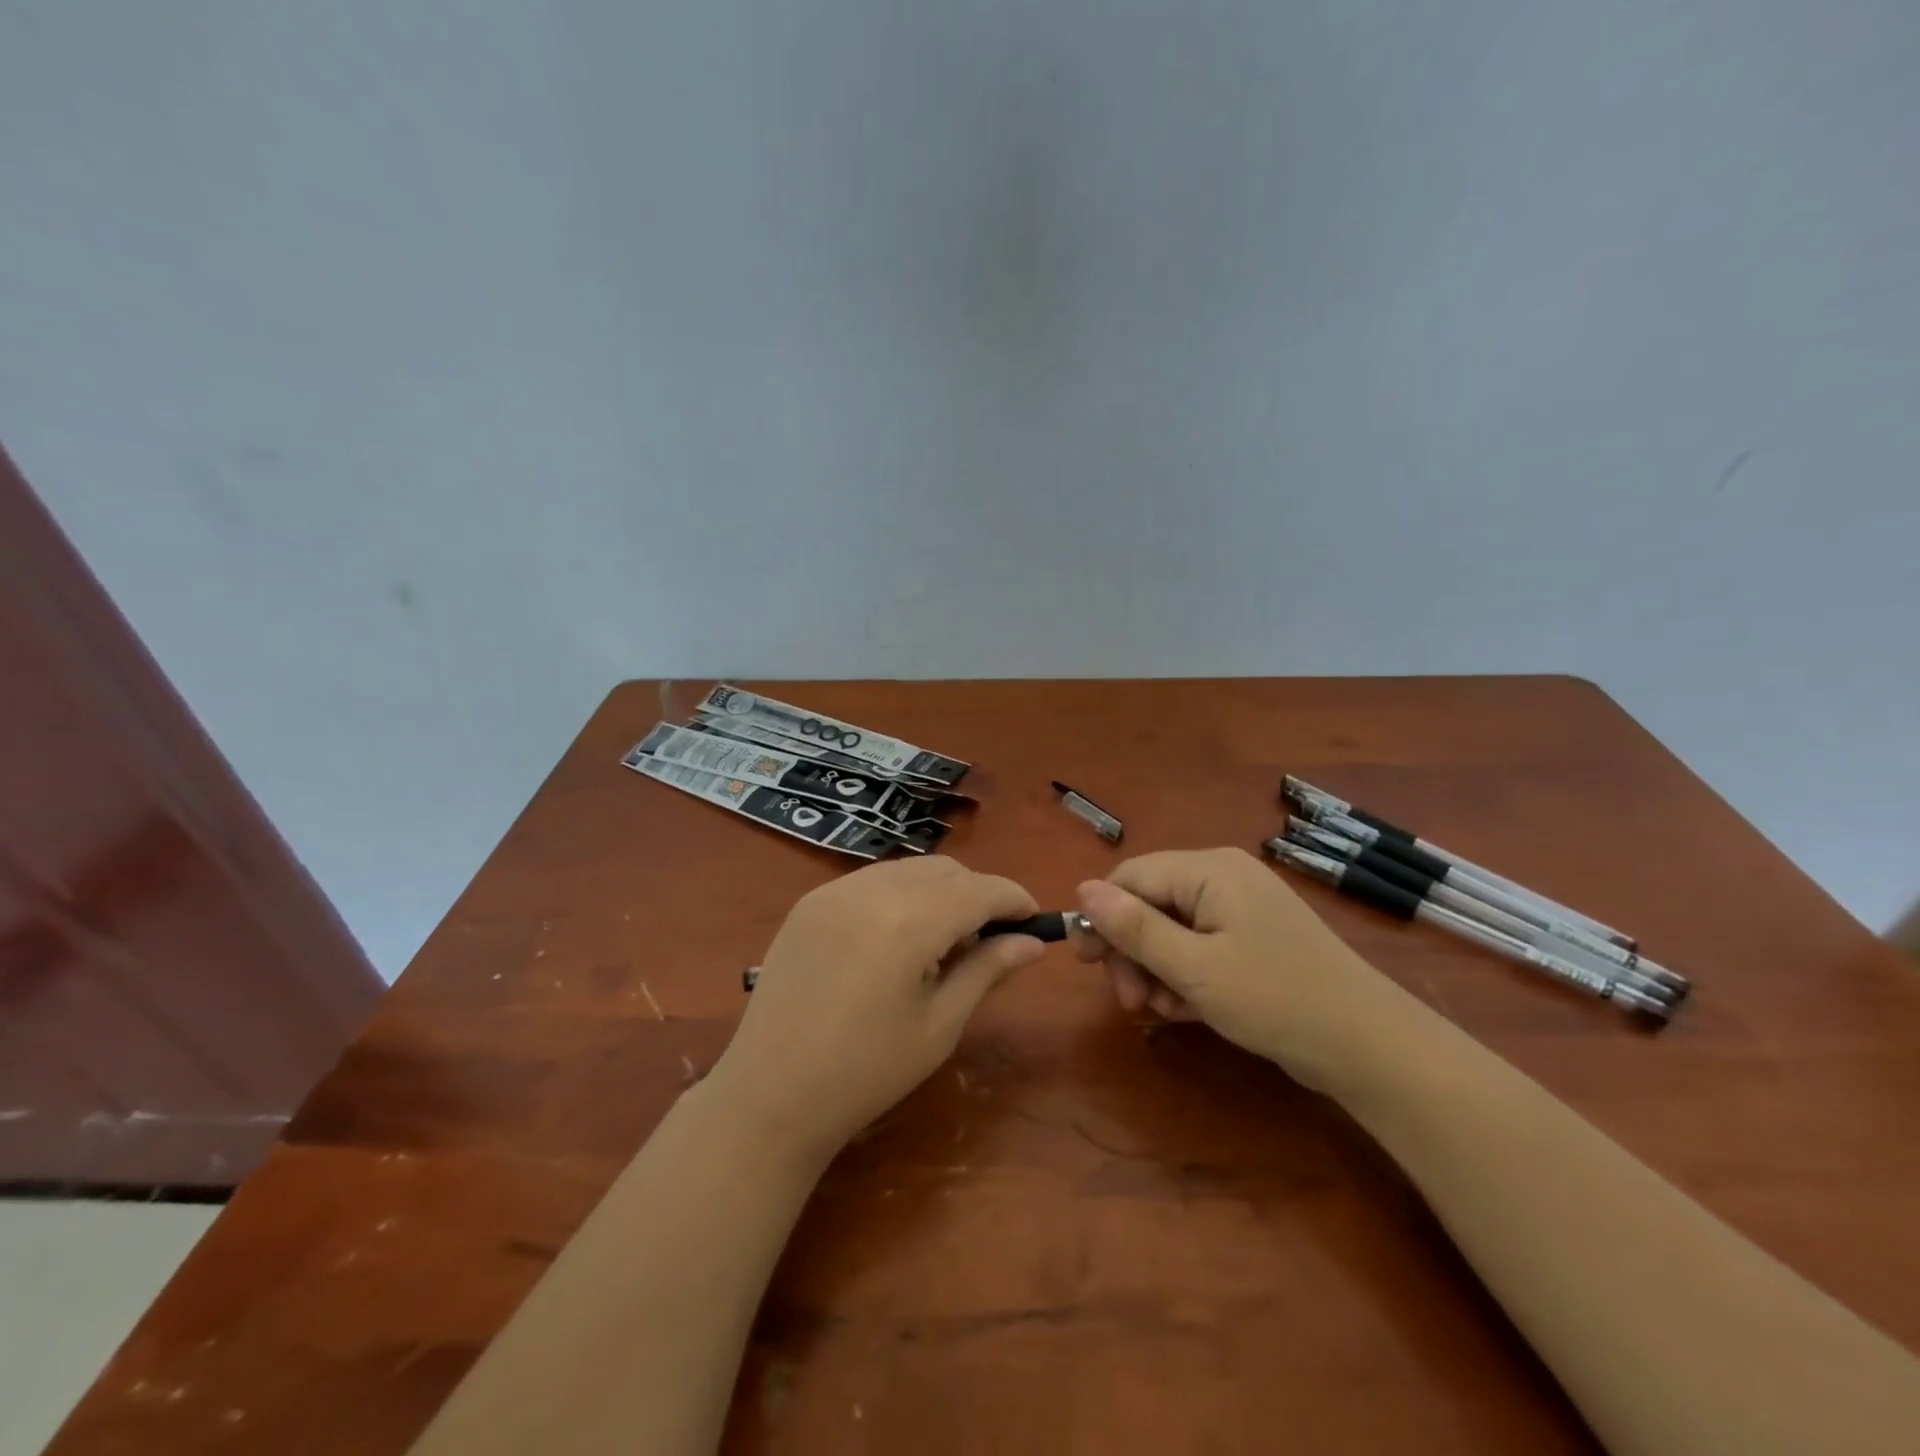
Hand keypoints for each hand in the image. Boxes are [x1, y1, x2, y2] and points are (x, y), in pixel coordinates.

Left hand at [709, 857, 1044, 1157]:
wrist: (770, 1095)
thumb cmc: (866, 1072)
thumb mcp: (939, 1026)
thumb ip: (987, 971)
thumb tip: (1032, 943)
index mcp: (908, 922)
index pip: (979, 890)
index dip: (1014, 899)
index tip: (1034, 920)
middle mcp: (871, 890)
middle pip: (945, 871)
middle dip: (977, 894)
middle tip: (987, 941)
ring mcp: (834, 891)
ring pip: (908, 869)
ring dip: (939, 891)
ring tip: (940, 942)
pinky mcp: (810, 901)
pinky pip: (872, 880)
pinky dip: (899, 895)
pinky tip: (895, 939)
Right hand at [1075, 848, 1427, 1094]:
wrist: (1370, 1046)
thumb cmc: (1275, 999)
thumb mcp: (1194, 967)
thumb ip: (1135, 928)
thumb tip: (1082, 889)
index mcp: (1209, 870)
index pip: (1131, 876)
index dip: (1102, 916)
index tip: (1087, 965)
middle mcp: (1223, 877)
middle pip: (1149, 902)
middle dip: (1131, 951)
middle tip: (1130, 1002)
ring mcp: (1241, 908)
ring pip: (1171, 929)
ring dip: (1155, 969)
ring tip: (1163, 1011)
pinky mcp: (1253, 938)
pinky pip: (1199, 946)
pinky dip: (1184, 975)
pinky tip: (1188, 1010)